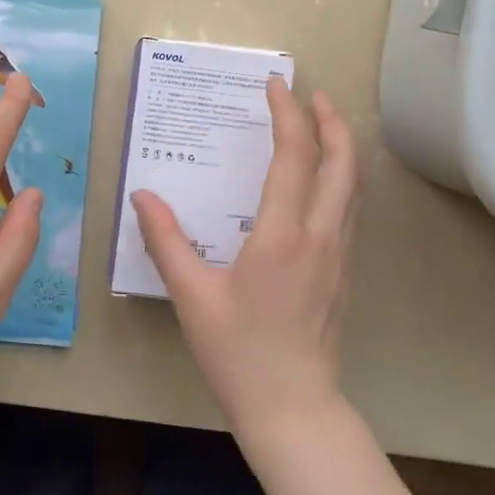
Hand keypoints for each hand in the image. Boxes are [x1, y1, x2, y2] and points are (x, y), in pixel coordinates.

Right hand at [131, 79, 356, 434]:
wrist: (293, 408)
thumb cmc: (239, 353)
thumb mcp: (192, 297)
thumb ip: (166, 242)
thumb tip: (142, 196)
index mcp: (283, 237)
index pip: (294, 158)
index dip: (288, 115)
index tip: (275, 86)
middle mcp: (320, 237)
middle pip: (341, 164)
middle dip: (331, 121)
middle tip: (313, 93)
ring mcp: (338, 256)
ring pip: (352, 187)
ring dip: (342, 147)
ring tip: (325, 123)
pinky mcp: (342, 273)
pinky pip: (349, 210)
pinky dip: (340, 178)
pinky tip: (322, 182)